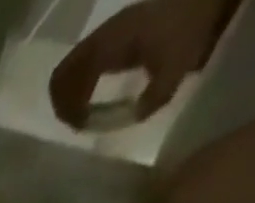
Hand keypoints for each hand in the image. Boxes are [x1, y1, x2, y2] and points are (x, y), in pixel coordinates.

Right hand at [49, 0, 234, 128]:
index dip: (67, 108)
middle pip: (62, 75)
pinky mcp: (115, 35)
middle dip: (64, 104)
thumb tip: (134, 116)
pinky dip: (82, 84)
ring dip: (72, 95)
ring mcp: (107, 32)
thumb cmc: (192, 25)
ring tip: (86, 113)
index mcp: (110, 43)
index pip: (67, 79)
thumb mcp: (177, 65)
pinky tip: (96, 96)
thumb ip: (153, 96)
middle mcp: (103, 36)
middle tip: (80, 123)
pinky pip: (84, 63)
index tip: (84, 125)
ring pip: (70, 70)